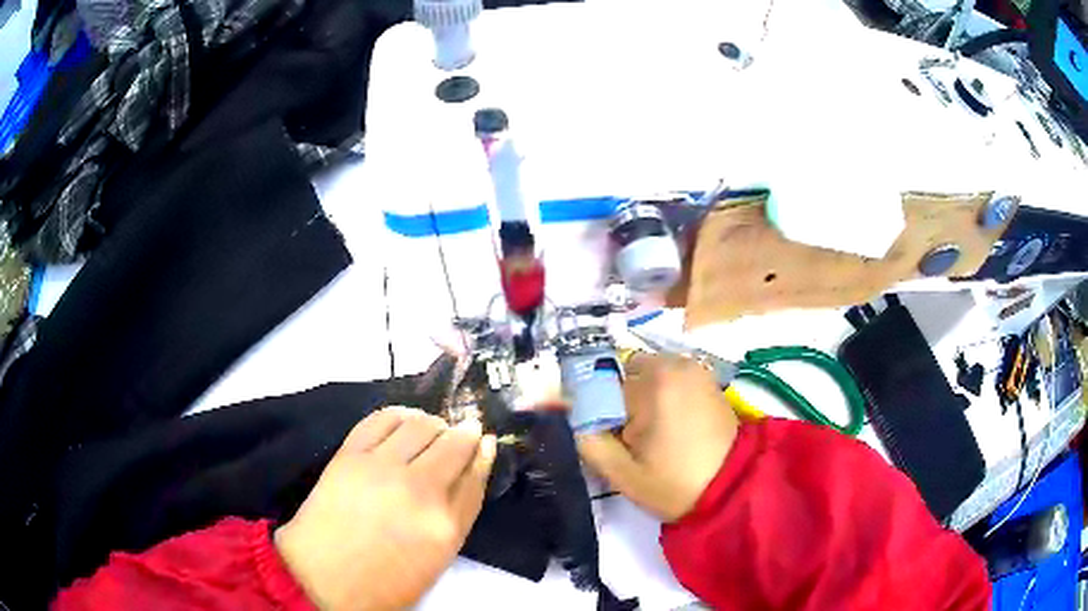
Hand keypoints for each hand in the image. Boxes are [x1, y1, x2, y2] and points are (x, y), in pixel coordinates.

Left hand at [274, 407, 495, 609]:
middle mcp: (419, 490)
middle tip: (461, 433)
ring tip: (430, 431)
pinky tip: (403, 421)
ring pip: (421, 424)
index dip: (483, 454)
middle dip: (464, 433)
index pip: (476, 475)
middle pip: (454, 444)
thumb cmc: (385, 579)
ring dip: (434, 423)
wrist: (323, 576)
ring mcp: (382, 468)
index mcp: (445, 526)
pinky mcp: (350, 455)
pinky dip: (400, 414)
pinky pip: (382, 418)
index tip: (484, 441)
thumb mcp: (437, 559)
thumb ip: (459, 513)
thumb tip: (473, 466)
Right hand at [577, 353, 737, 521]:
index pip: (598, 386)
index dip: (594, 413)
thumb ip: (586, 439)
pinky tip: (670, 426)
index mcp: (653, 383)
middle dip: (618, 403)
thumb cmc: (675, 484)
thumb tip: (561, 409)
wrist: (734, 487)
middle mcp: (673, 363)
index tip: (603, 438)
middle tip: (630, 440)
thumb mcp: (621, 473)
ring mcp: (693, 367)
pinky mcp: (705, 376)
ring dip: (638, 398)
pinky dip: (659, 395)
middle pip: (621, 376)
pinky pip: (666, 378)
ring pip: (643, 376)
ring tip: (652, 435)